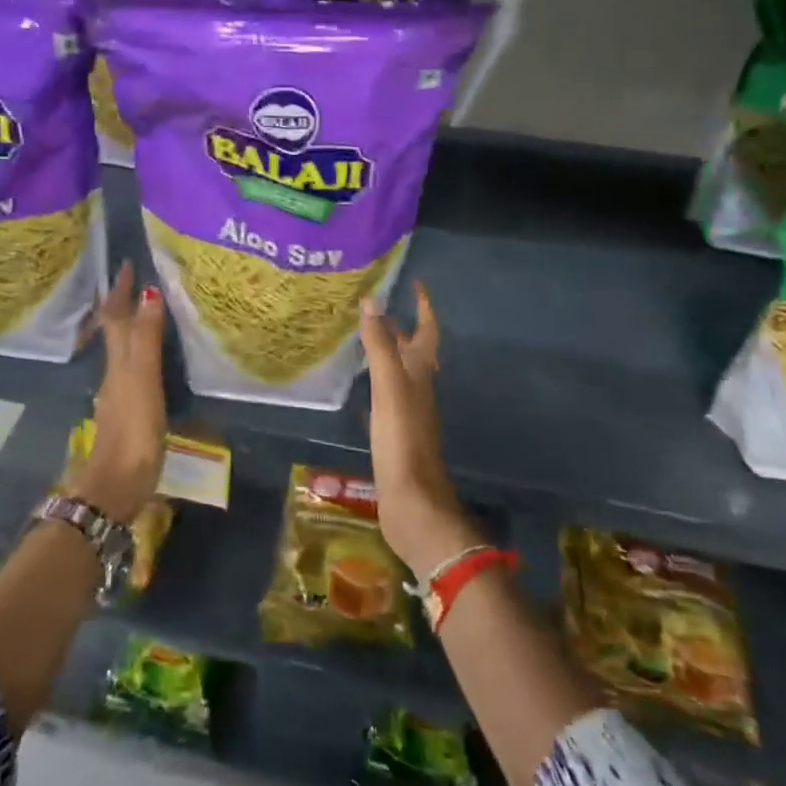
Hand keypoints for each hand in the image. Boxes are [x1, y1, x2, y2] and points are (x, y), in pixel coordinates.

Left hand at [73, 261, 167, 522]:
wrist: (117, 484)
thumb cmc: (133, 430)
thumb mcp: (142, 380)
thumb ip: (147, 339)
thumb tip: (149, 292)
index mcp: (117, 361)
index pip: (116, 316)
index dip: (121, 291)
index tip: (126, 264)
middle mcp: (114, 372)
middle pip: (115, 331)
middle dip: (124, 305)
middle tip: (140, 281)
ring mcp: (119, 394)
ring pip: (123, 350)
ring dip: (132, 328)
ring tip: (150, 312)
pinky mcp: (129, 413)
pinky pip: (134, 370)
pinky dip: (142, 354)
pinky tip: (153, 361)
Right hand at [358, 283, 477, 577]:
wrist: (413, 502)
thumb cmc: (403, 441)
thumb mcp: (390, 388)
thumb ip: (381, 347)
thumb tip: (372, 301)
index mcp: (420, 374)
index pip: (426, 331)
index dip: (423, 307)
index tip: (415, 284)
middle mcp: (417, 389)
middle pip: (412, 351)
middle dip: (398, 326)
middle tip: (372, 306)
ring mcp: (407, 414)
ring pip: (398, 374)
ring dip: (384, 354)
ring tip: (360, 338)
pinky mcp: (394, 434)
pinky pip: (384, 399)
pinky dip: (374, 386)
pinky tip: (358, 389)